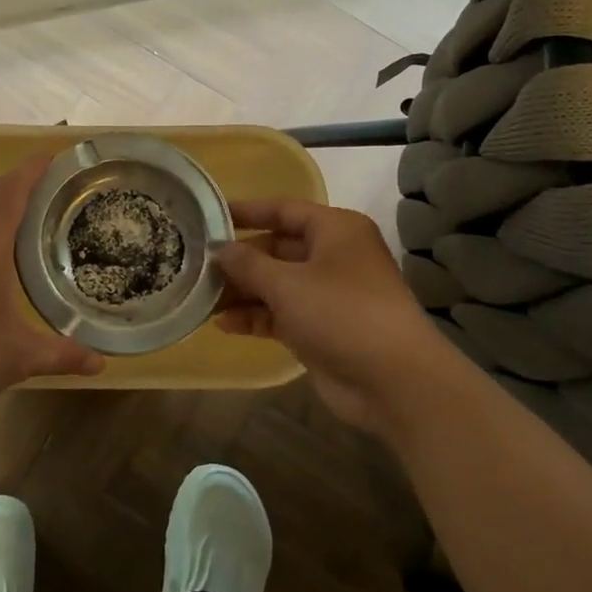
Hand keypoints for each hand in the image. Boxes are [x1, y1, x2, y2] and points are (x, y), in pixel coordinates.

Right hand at [215, 199, 453, 431]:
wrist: (394, 381)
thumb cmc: (341, 313)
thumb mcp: (287, 283)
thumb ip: (248, 263)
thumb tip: (220, 249)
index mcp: (335, 230)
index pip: (283, 210)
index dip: (246, 212)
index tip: (207, 216)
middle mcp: (333, 256)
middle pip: (276, 249)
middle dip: (239, 260)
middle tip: (197, 266)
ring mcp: (328, 294)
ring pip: (276, 284)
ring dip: (242, 291)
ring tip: (201, 298)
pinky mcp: (321, 328)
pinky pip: (281, 313)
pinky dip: (256, 317)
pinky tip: (224, 324)